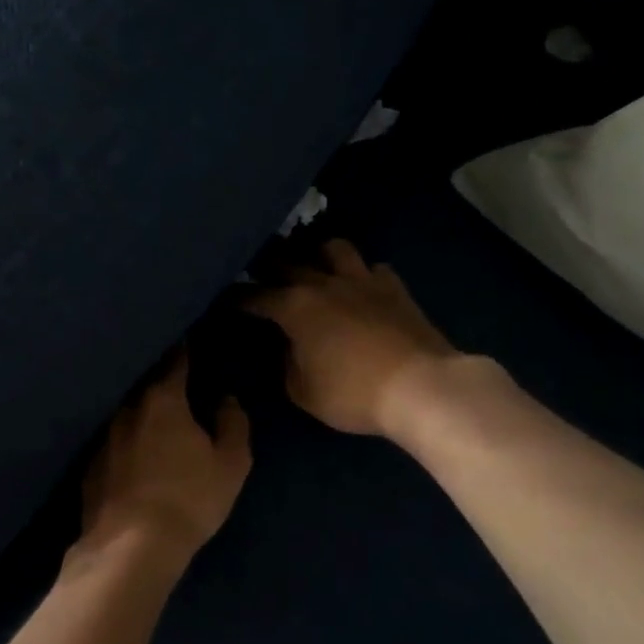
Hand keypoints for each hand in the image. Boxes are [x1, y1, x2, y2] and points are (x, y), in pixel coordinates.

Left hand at [76, 352, 252, 570]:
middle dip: (160, 380)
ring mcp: (103, 437)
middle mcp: (127, 409)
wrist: (130, 548)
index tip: (189, 340)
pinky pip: (113, 441)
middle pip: (146, 385)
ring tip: (155, 418)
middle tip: (176, 381)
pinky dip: (125, 441)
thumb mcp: (230, 464)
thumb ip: (233, 424)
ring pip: (126, 413)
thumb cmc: (189, 499)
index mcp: (162, 400)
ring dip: (141, 412)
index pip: (175, 361)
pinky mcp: (89, 466)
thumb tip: (226, 399)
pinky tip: (133, 455)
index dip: (185, 350)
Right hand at [246, 239, 462, 438]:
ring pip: (333, 248)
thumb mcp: (303, 391)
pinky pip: (372, 268)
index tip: (223, 298)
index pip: (254, 295)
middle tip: (258, 271)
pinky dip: (361, 274)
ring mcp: (362, 280)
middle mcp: (324, 283)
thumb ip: (288, 363)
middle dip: (267, 264)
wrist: (420, 387)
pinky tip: (360, 286)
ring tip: (312, 265)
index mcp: (295, 307)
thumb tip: (289, 346)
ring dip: (317, 254)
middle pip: (288, 261)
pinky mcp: (394, 287)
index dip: (236, 297)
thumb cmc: (353, 394)